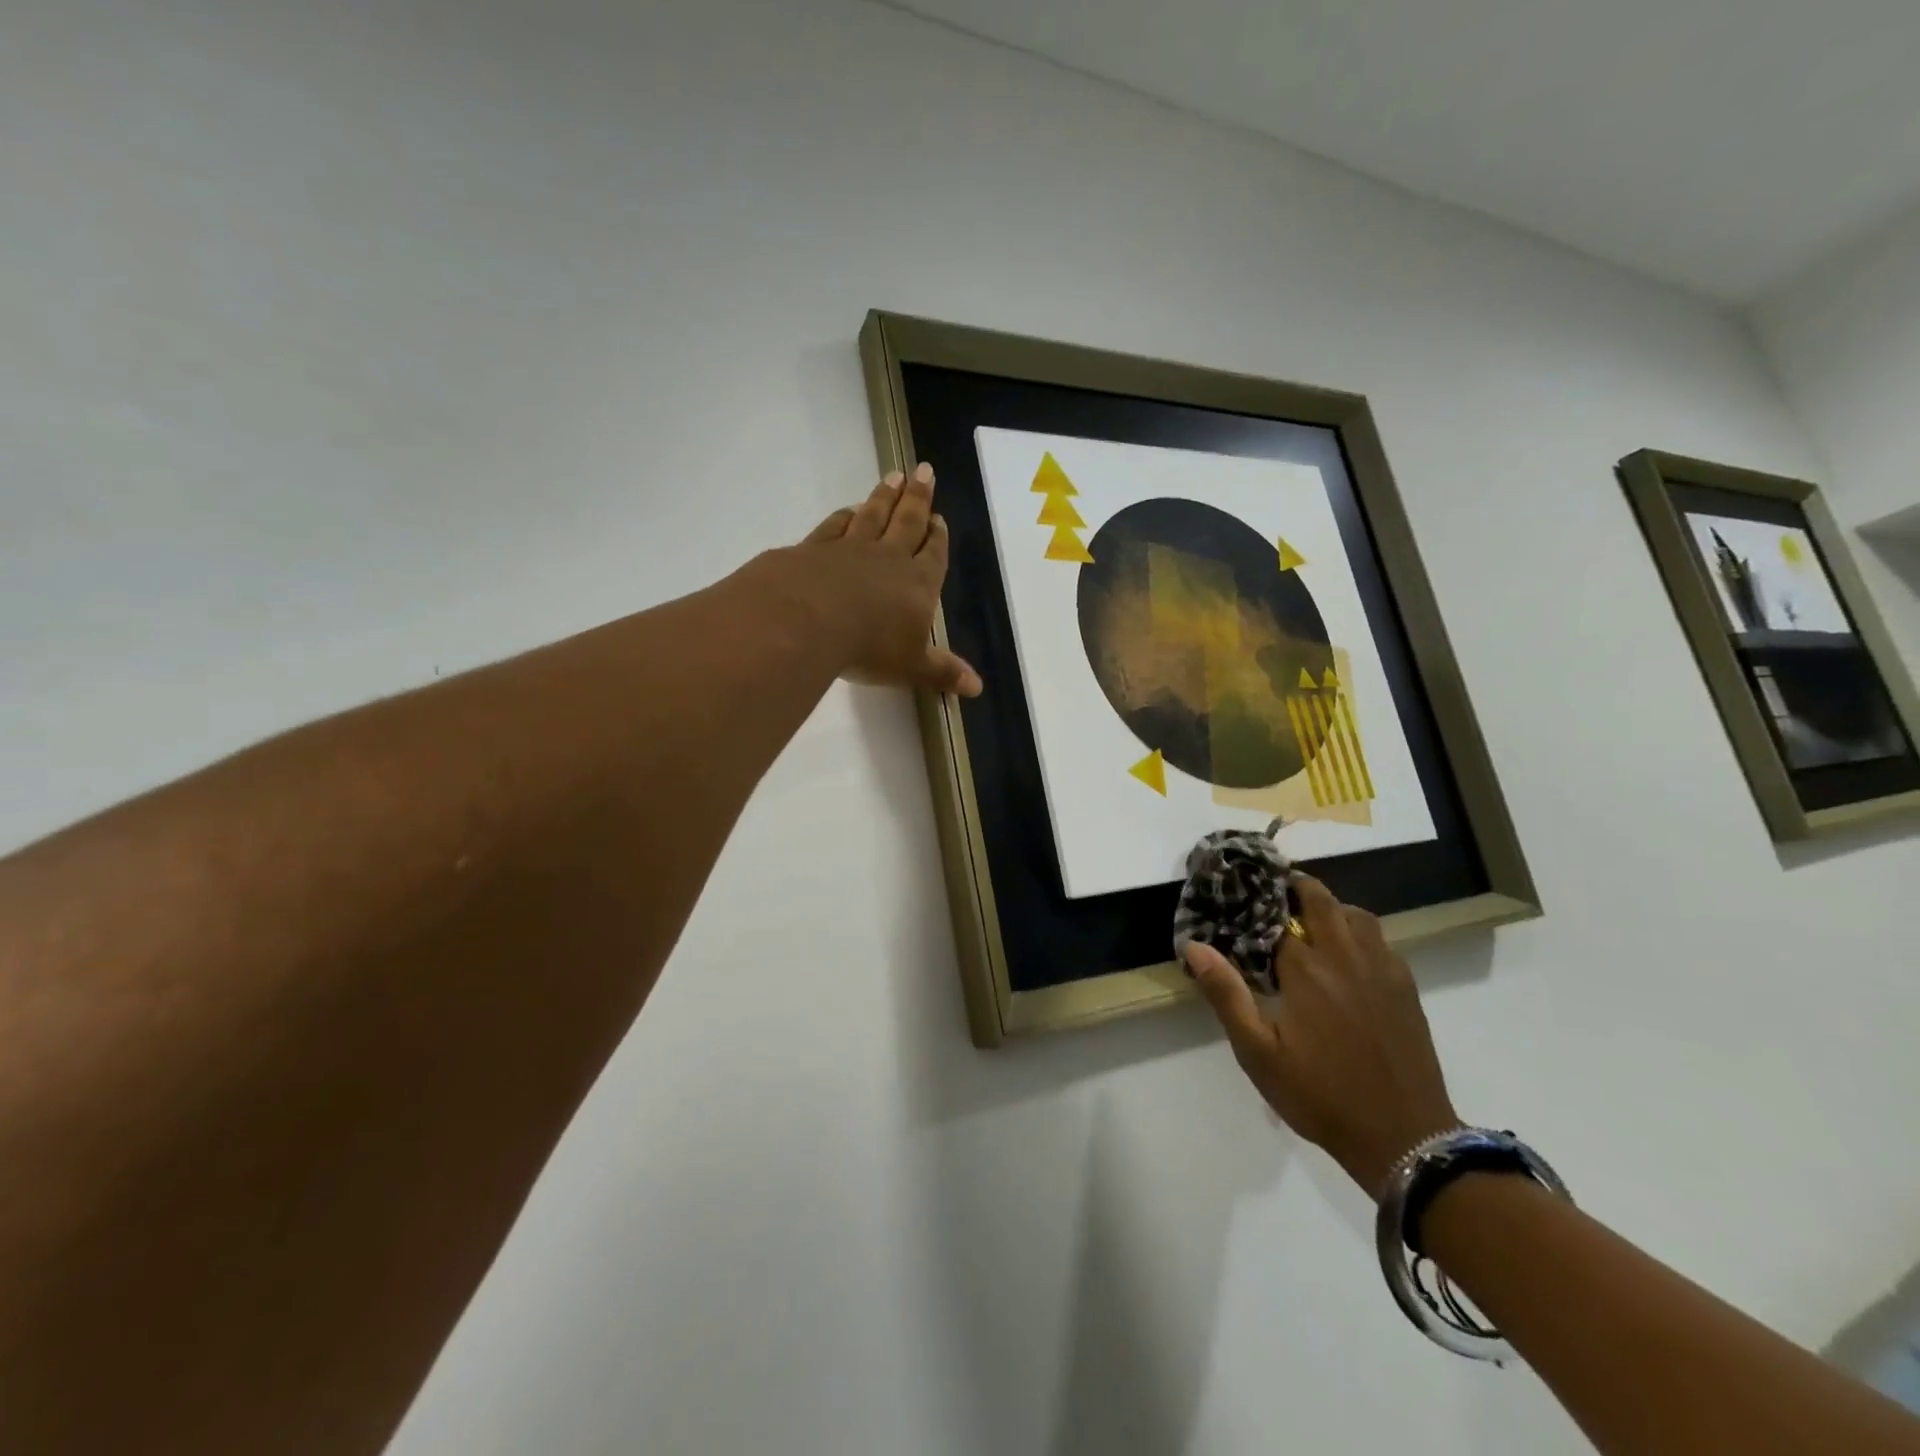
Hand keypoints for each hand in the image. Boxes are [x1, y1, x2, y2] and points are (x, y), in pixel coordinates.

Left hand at [781, 463, 981, 696]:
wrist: (808, 620)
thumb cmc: (870, 646)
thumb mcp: (912, 667)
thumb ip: (942, 672)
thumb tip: (977, 688)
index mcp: (918, 583)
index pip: (933, 555)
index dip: (937, 537)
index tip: (939, 518)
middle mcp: (888, 559)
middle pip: (907, 521)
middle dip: (918, 498)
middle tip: (924, 471)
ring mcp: (849, 549)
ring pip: (872, 515)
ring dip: (884, 496)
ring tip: (893, 477)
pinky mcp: (813, 549)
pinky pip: (834, 526)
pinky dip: (844, 516)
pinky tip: (848, 509)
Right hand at [1186, 876, 1458, 1196]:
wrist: (1404, 1138)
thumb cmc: (1320, 1095)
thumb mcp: (1258, 1052)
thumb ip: (1226, 994)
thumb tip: (1194, 945)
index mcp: (1306, 969)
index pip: (1276, 917)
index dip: (1256, 906)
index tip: (1238, 901)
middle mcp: (1344, 957)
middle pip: (1322, 900)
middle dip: (1297, 888)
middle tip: (1275, 897)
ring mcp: (1381, 970)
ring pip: (1357, 915)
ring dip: (1332, 908)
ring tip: (1311, 923)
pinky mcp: (1405, 988)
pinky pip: (1381, 941)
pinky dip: (1360, 933)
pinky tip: (1348, 957)